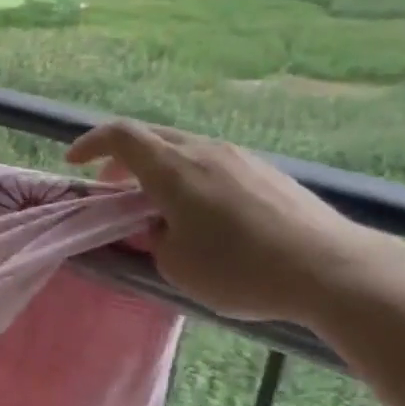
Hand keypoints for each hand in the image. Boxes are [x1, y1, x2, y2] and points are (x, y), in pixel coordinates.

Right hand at [67, 121, 396, 325]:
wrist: (331, 269)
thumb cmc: (241, 270)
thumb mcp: (177, 266)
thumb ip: (155, 239)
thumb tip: (161, 226)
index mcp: (174, 169)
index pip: (121, 136)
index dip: (90, 143)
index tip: (73, 162)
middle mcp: (205, 151)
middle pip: (152, 137)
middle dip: (121, 158)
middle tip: (110, 189)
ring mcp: (240, 157)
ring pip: (184, 149)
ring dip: (158, 169)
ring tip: (155, 205)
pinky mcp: (266, 172)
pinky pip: (213, 162)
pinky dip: (189, 177)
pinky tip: (201, 213)